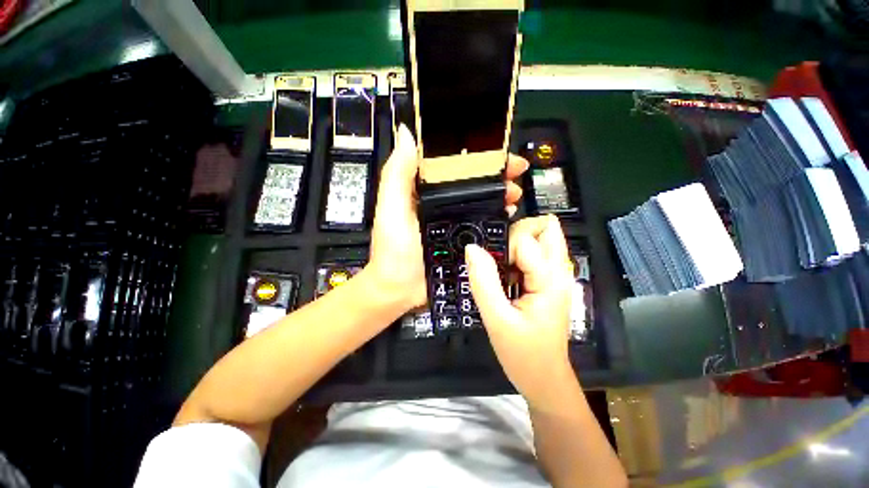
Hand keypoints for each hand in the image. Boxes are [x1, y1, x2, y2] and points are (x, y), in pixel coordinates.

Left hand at [367, 124, 528, 315]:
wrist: (400, 289)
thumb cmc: (393, 248)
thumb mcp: (391, 208)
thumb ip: (397, 173)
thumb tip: (406, 132)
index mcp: (423, 190)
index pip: (450, 164)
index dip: (472, 154)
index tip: (495, 148)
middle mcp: (440, 202)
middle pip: (471, 181)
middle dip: (494, 174)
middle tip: (514, 172)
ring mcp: (453, 221)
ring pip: (480, 201)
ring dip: (499, 193)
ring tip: (514, 192)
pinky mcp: (462, 239)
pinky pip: (483, 223)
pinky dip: (497, 215)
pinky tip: (509, 213)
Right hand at [465, 215, 575, 410]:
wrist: (544, 379)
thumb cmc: (523, 354)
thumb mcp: (497, 319)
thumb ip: (484, 282)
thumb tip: (472, 247)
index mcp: (550, 278)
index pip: (526, 238)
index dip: (503, 246)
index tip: (491, 268)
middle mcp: (558, 270)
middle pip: (545, 227)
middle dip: (518, 232)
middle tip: (499, 258)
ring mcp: (555, 275)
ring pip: (540, 238)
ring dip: (516, 244)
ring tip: (500, 268)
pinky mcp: (547, 281)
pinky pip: (533, 253)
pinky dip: (516, 255)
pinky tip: (505, 276)